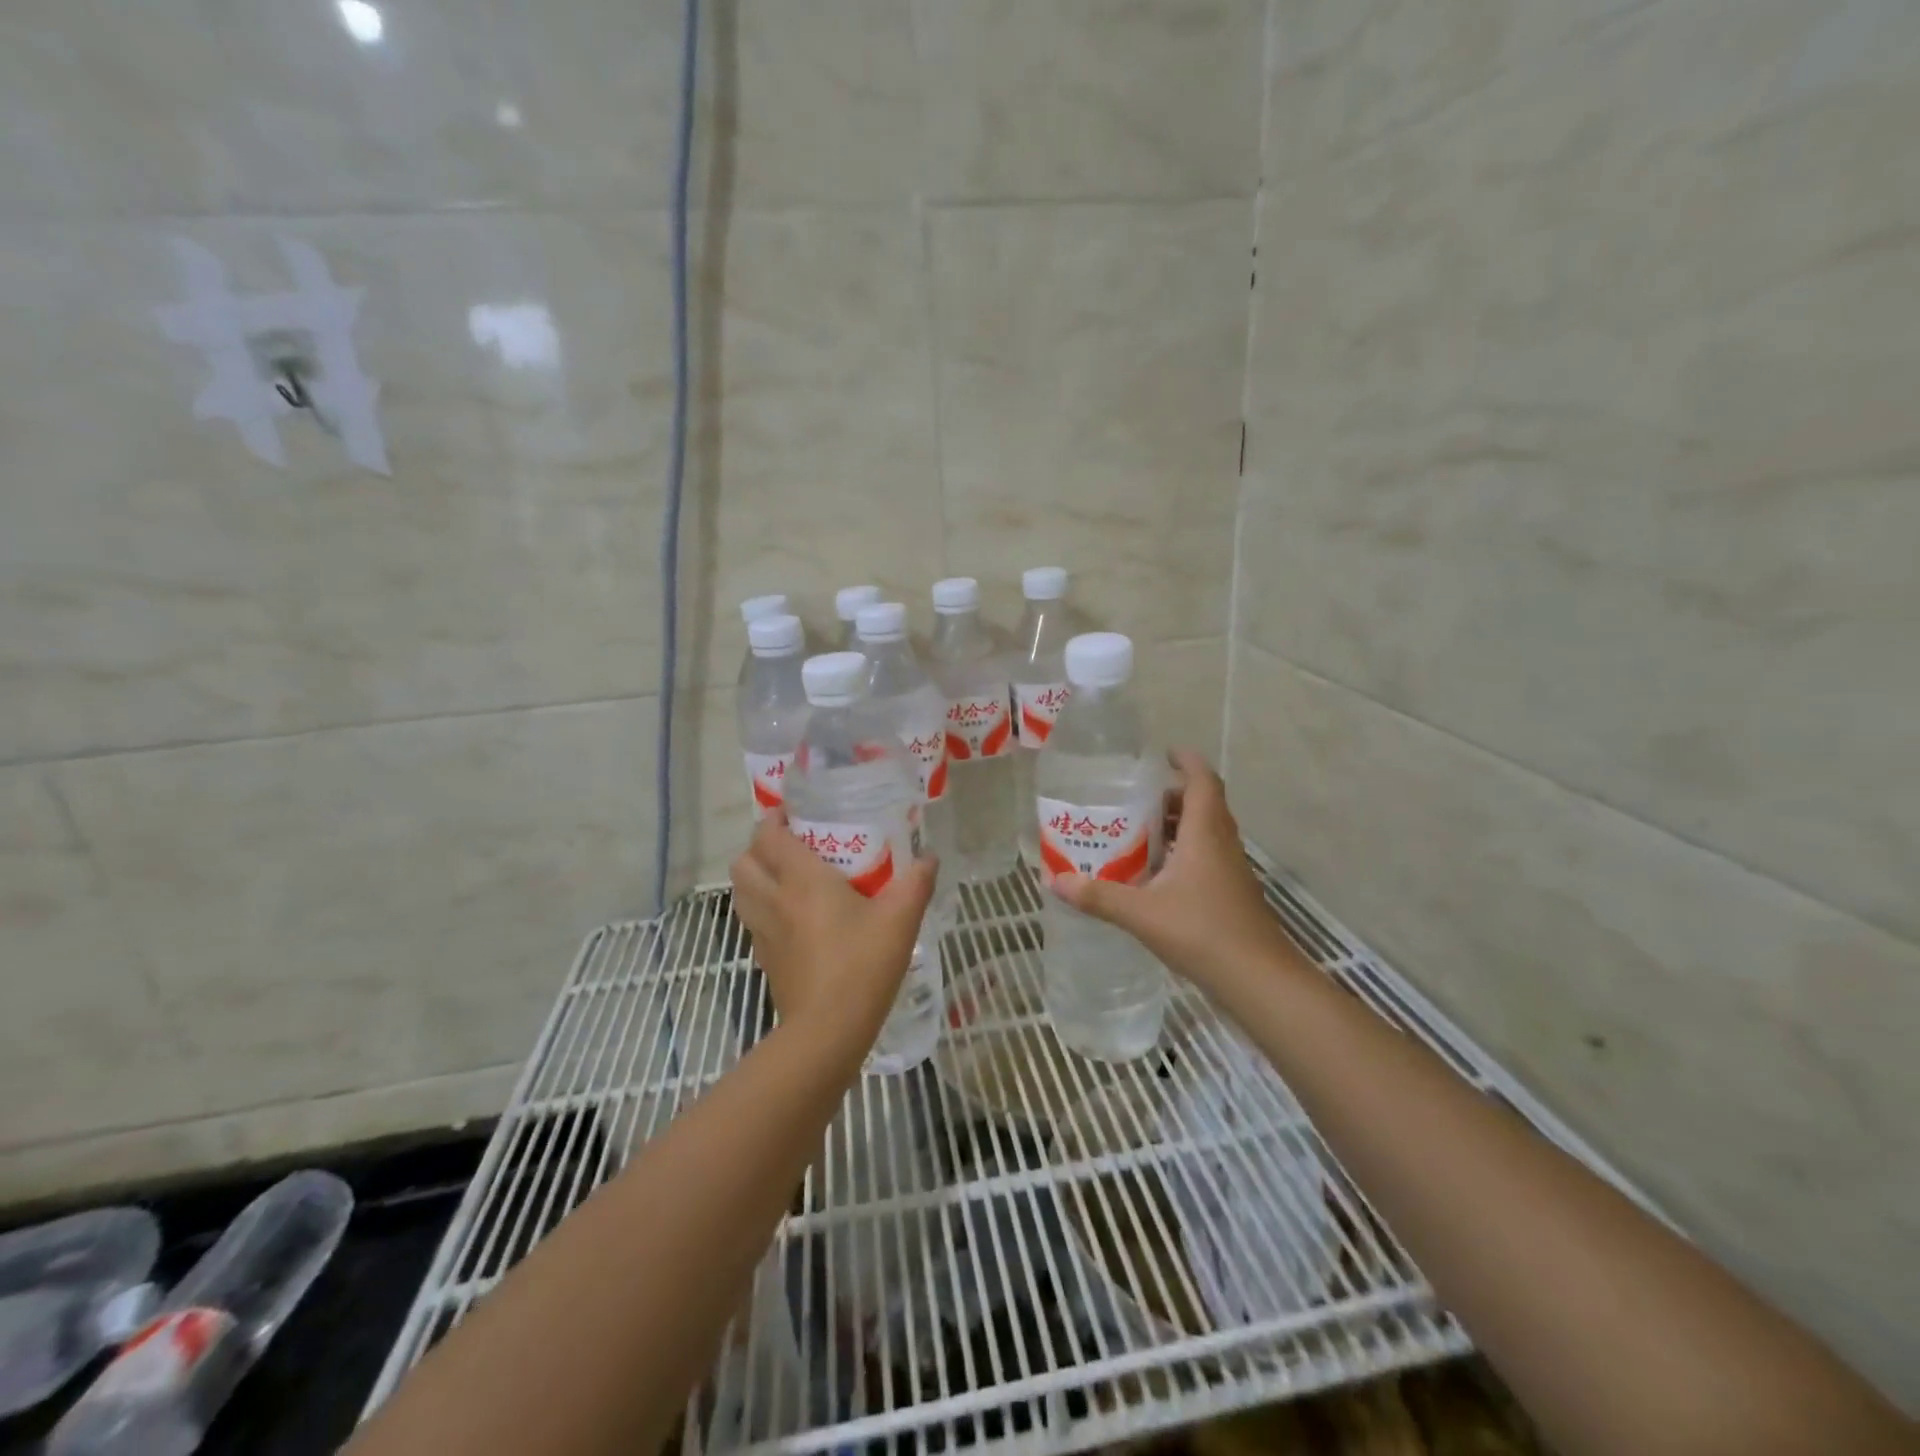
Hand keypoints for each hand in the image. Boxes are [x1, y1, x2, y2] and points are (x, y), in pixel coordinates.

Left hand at [730, 810, 938, 1051]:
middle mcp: (774, 900)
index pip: (769, 836)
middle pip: (743, 861)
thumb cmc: (863, 965)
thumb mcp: (901, 919)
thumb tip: (929, 856)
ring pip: (740, 891)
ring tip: (785, 876)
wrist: (828, 1031)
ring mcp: (763, 932)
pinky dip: (761, 908)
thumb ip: (916, 882)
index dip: (774, 818)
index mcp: (801, 880)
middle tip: (790, 845)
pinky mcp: (764, 959)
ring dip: (754, 876)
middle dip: (758, 846)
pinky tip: (791, 917)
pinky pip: (751, 920)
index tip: (794, 813)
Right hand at [1050, 748, 1299, 994]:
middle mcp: (1222, 843)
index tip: (1164, 753)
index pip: (1202, 781)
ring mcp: (1232, 869)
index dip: (1186, 761)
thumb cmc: (1202, 932)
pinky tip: (1158, 876)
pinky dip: (1185, 852)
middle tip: (1138, 801)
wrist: (1258, 979)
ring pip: (1207, 831)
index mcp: (1205, 833)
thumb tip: (1056, 881)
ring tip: (1141, 834)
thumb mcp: (1141, 913)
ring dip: (1179, 825)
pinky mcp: (1233, 893)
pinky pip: (1208, 856)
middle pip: (1204, 804)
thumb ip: (1098, 896)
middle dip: (1173, 795)